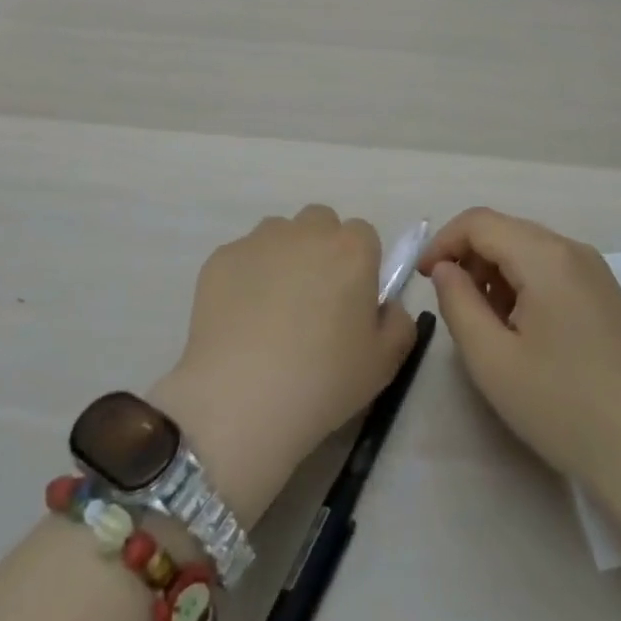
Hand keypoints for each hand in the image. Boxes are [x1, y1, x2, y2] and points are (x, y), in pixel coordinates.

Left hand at [150, 206, 416, 526]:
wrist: (241, 398)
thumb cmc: (323, 380)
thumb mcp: (384, 363)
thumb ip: (398, 323)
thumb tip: (385, 306)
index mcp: (352, 249)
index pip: (364, 235)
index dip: (360, 265)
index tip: (351, 300)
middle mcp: (306, 231)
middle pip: (320, 223)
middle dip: (321, 249)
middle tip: (314, 300)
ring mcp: (259, 240)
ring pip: (279, 234)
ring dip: (284, 258)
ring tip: (272, 310)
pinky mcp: (222, 257)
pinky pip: (243, 257)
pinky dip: (246, 277)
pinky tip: (241, 320)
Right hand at [420, 208, 620, 506]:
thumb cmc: (565, 409)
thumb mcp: (492, 360)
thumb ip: (457, 303)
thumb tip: (446, 269)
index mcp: (546, 256)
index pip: (479, 222)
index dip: (442, 242)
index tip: (424, 280)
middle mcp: (575, 251)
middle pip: (505, 231)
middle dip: (469, 259)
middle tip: (453, 307)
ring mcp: (599, 274)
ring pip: (529, 251)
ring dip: (496, 274)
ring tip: (489, 327)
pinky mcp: (611, 298)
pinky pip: (554, 271)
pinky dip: (525, 286)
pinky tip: (525, 334)